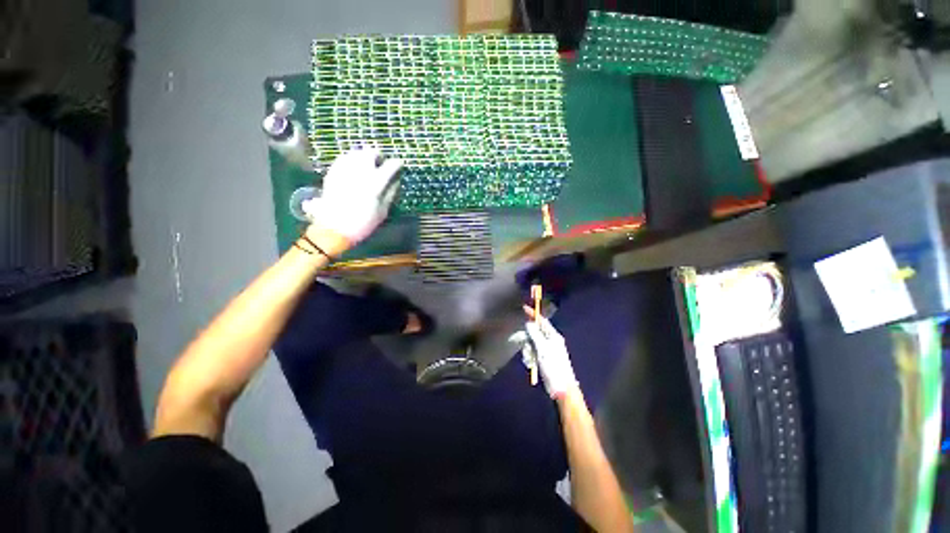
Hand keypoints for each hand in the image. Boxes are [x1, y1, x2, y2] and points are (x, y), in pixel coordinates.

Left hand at [302, 146, 402, 246]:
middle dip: (378, 155)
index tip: (399, 164)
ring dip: (364, 155)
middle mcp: (360, 171)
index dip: (396, 163)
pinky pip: (344, 158)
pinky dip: (351, 159)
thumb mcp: (382, 211)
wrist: (334, 228)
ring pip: (356, 152)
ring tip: (368, 163)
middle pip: (371, 153)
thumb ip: (390, 193)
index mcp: (375, 183)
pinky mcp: (333, 172)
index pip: (390, 166)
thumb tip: (396, 181)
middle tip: (381, 162)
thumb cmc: (363, 223)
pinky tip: (354, 167)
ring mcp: (344, 170)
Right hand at [513, 308, 578, 398]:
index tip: (524, 308)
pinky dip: (531, 355)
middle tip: (521, 342)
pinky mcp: (545, 358)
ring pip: (533, 342)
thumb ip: (535, 335)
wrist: (561, 388)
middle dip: (527, 336)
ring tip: (529, 358)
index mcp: (553, 336)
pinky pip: (534, 351)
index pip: (542, 321)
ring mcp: (548, 350)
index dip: (533, 314)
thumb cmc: (553, 367)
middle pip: (536, 332)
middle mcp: (551, 341)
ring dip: (528, 348)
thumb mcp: (542, 349)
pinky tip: (531, 363)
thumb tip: (529, 323)